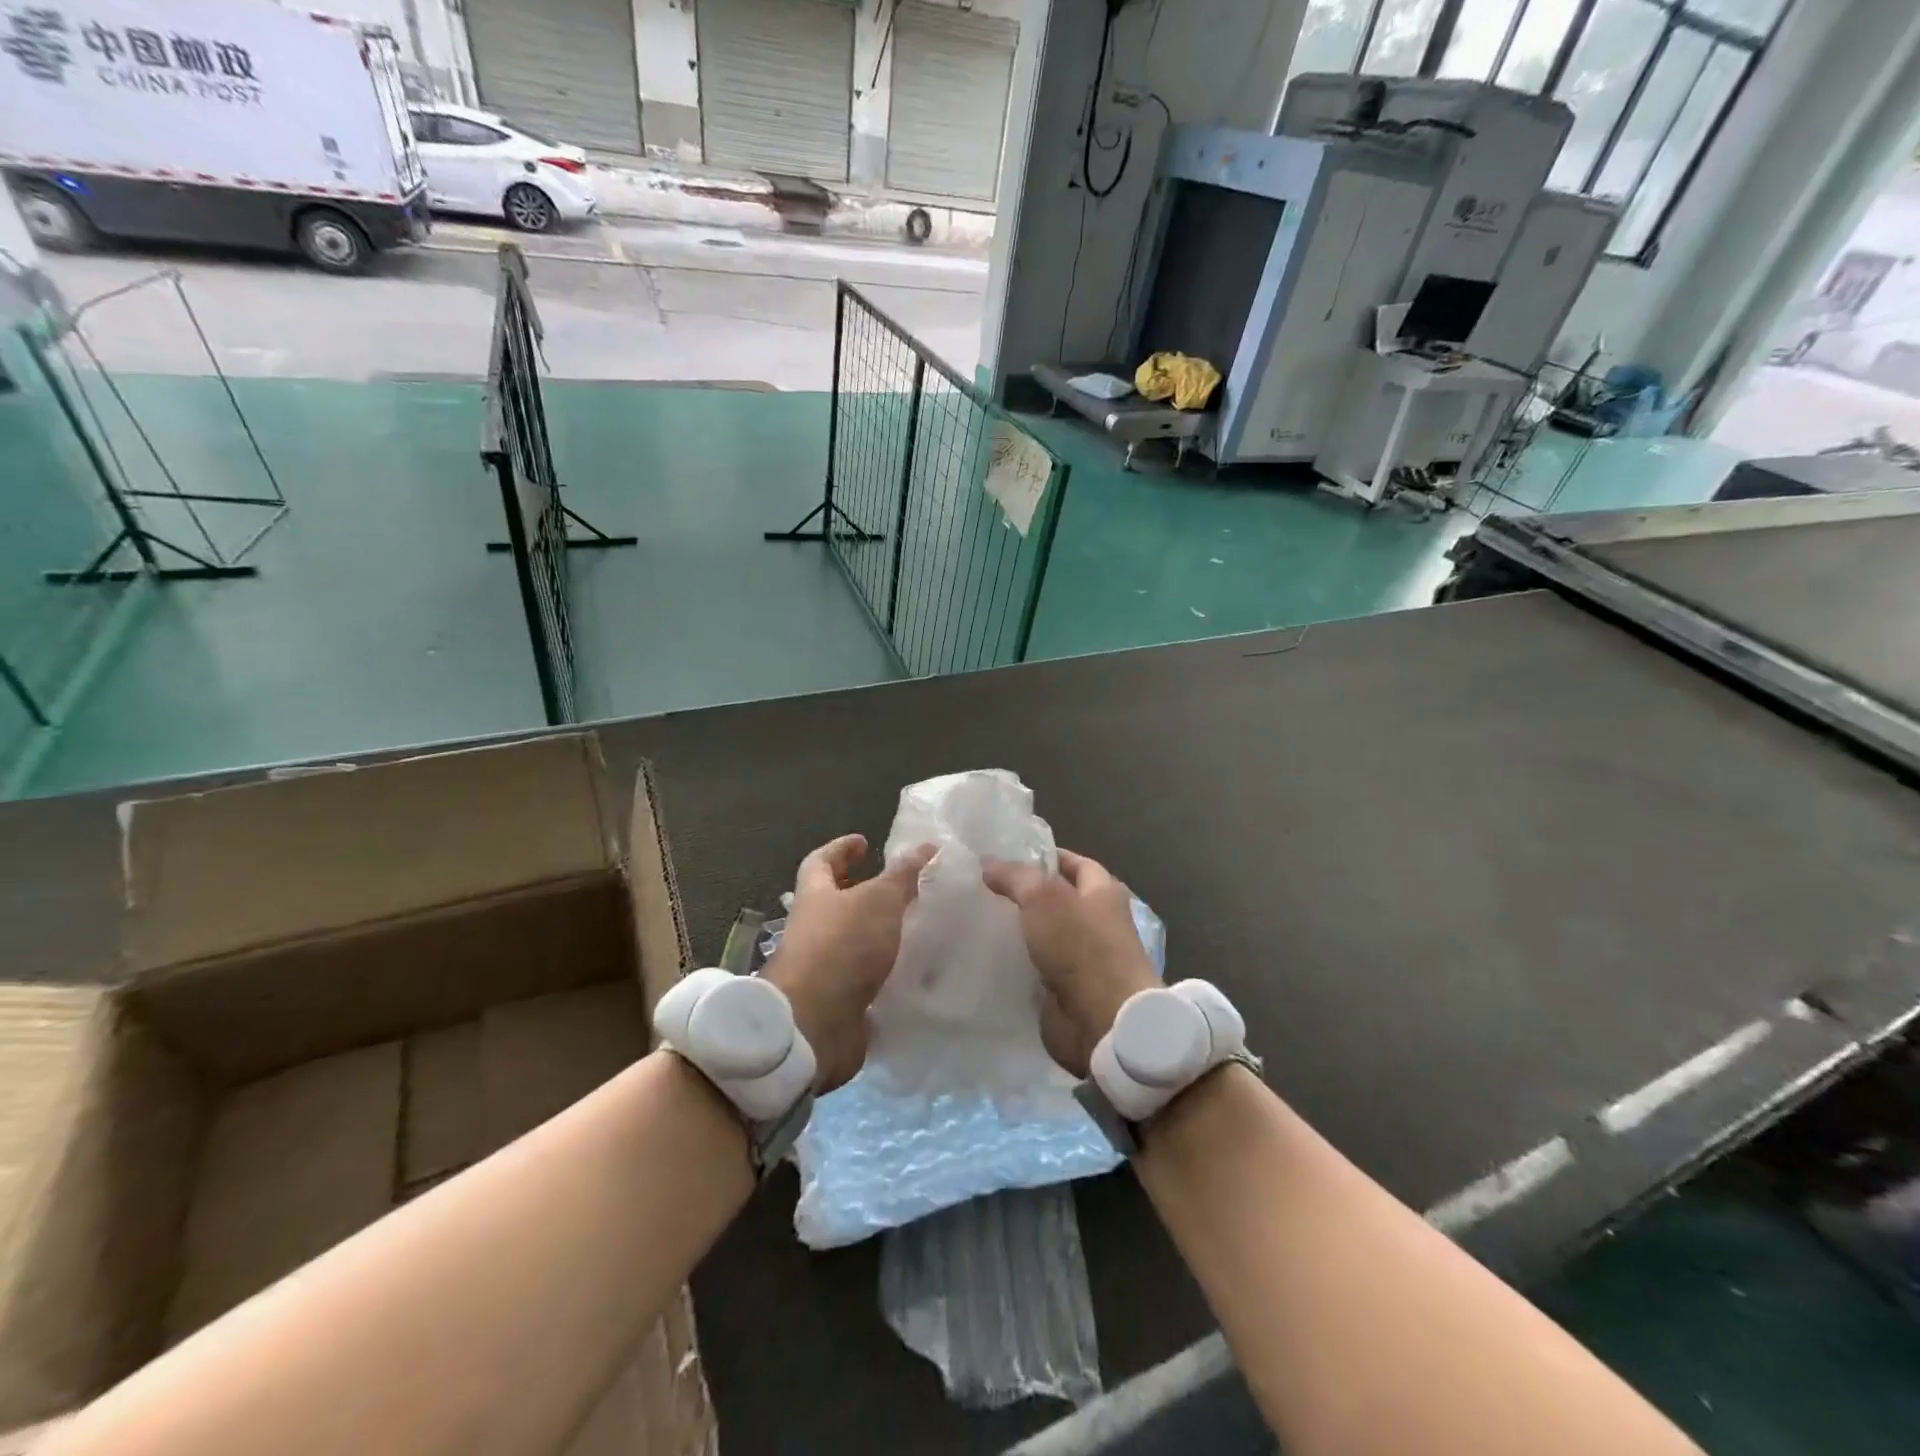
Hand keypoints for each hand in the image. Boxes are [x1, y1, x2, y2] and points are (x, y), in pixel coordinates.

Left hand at [763, 834, 936, 1091]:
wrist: (813, 1025)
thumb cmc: (841, 947)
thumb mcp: (878, 901)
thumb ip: (903, 875)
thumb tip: (926, 845)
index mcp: (815, 896)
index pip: (821, 861)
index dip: (841, 848)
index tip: (864, 842)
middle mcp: (814, 929)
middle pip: (835, 903)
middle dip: (863, 893)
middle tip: (898, 887)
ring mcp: (824, 968)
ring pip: (853, 942)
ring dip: (880, 935)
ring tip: (919, 928)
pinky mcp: (839, 1002)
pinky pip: (866, 980)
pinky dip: (887, 973)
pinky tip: (917, 972)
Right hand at [982, 849, 1158, 1076]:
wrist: (1103, 1020)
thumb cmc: (1081, 947)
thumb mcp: (1044, 898)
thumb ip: (1015, 877)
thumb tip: (987, 863)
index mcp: (1103, 892)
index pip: (1074, 863)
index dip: (1044, 856)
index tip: (1007, 854)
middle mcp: (1096, 921)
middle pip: (1056, 900)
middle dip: (1024, 894)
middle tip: (982, 886)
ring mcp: (1081, 958)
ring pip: (1042, 935)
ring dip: (1016, 930)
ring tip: (976, 916)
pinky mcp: (1064, 989)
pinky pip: (1034, 967)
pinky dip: (1014, 962)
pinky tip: (984, 954)